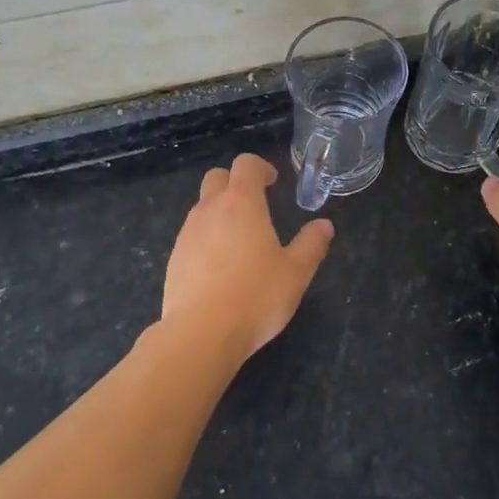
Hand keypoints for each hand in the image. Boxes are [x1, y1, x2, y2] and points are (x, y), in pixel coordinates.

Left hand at [161, 153, 334, 359]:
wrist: (201, 333)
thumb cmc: (256, 296)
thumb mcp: (295, 273)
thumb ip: (311, 245)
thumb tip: (324, 225)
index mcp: (241, 203)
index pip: (245, 165)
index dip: (260, 168)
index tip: (273, 183)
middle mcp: (210, 209)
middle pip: (217, 178)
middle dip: (235, 183)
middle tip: (255, 205)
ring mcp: (187, 233)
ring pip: (202, 207)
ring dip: (220, 212)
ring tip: (240, 241)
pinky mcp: (174, 258)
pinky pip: (192, 235)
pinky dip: (207, 239)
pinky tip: (220, 268)